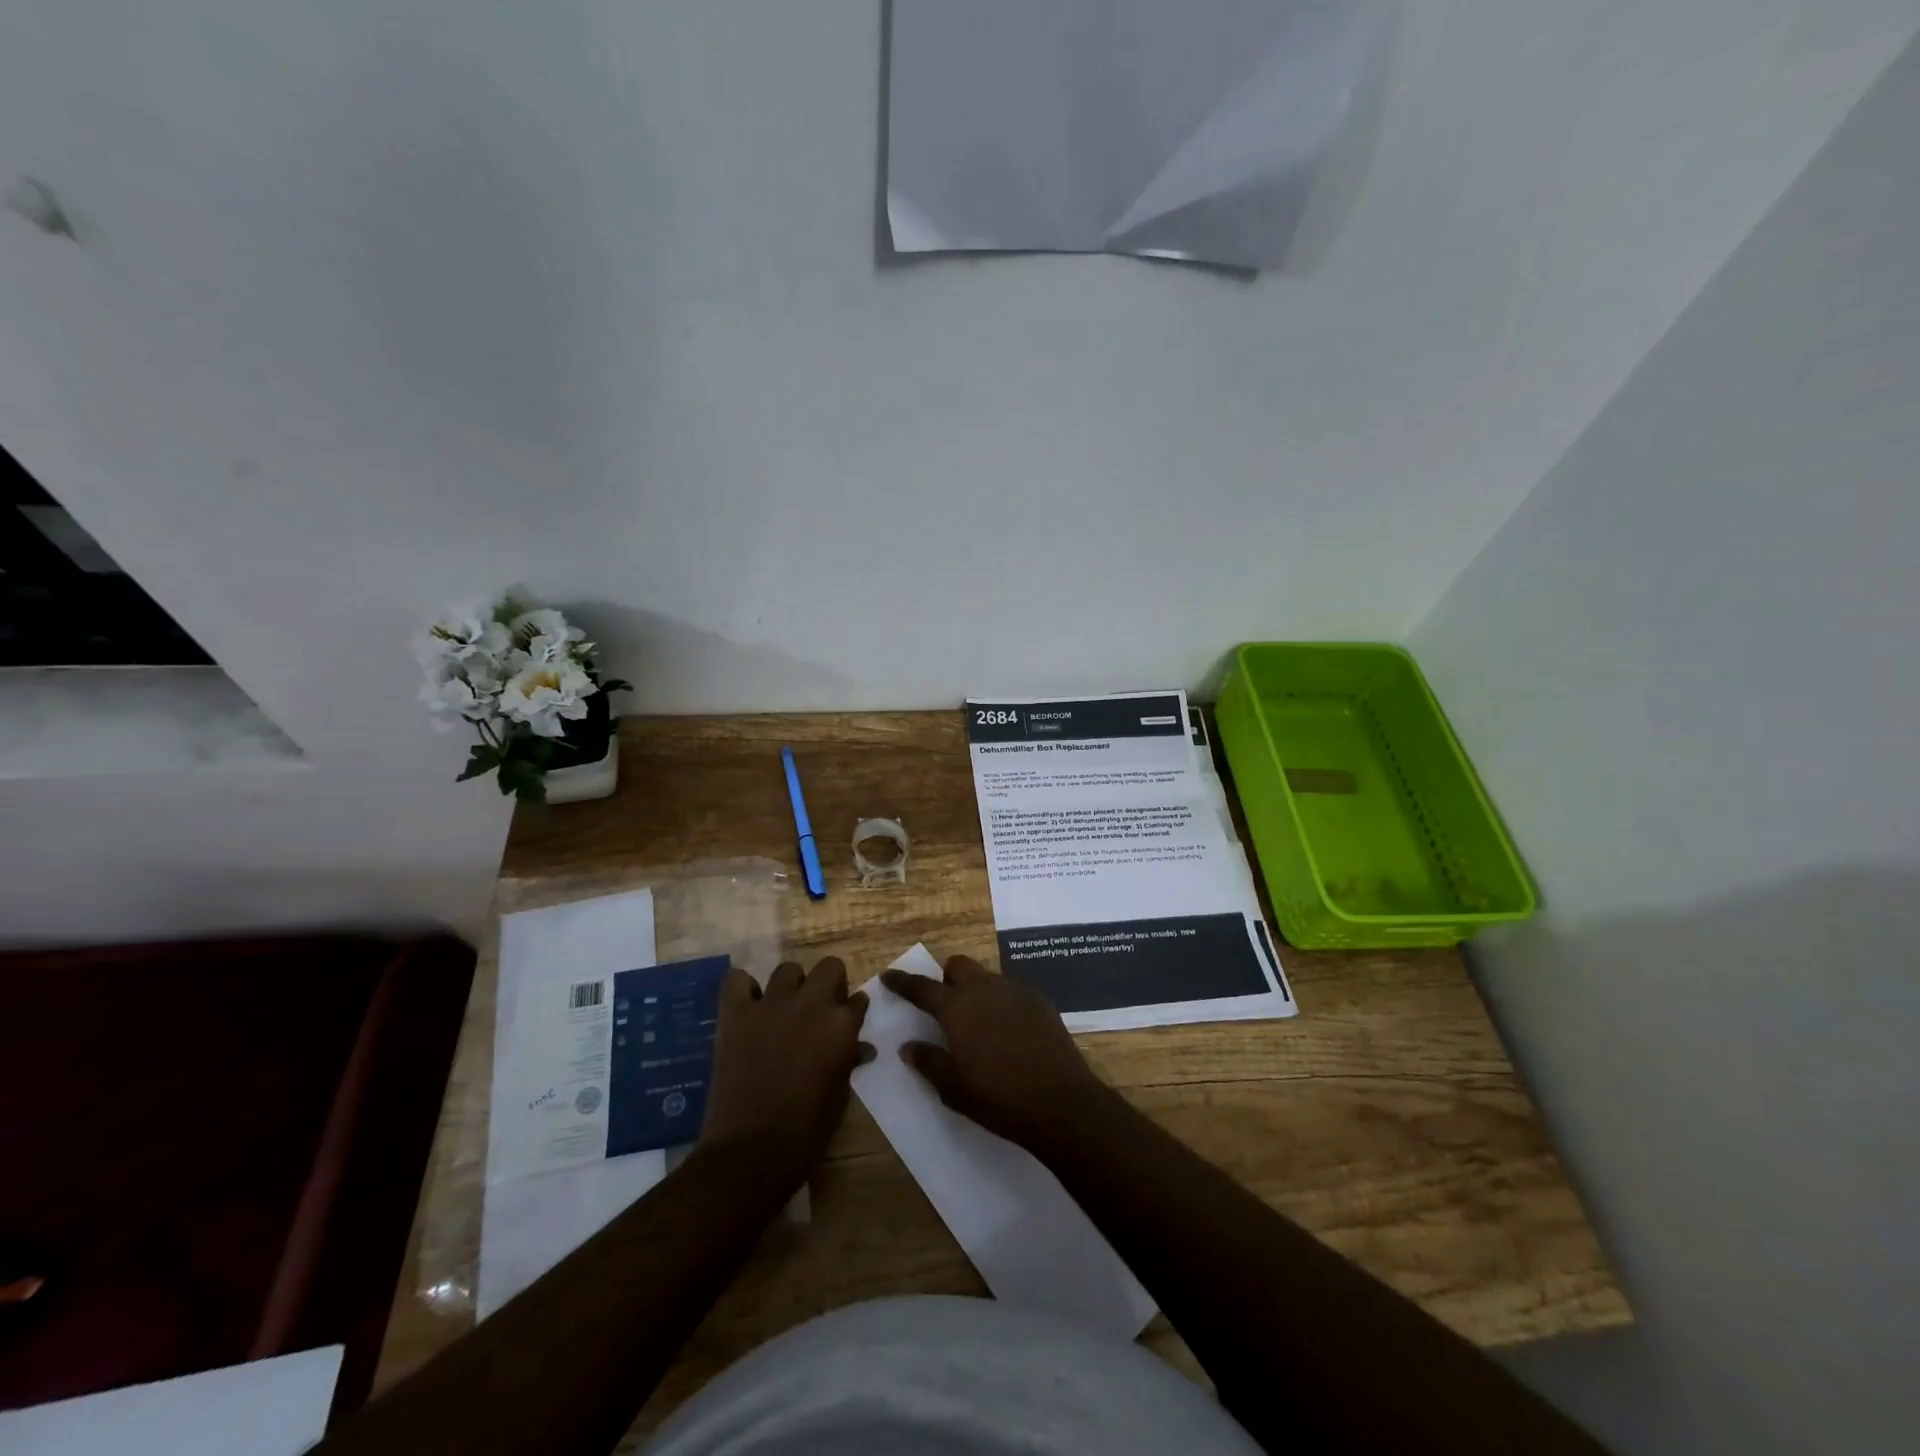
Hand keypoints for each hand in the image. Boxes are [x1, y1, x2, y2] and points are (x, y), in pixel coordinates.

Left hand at [699, 957, 871, 1187]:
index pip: (858, 1000)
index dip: (854, 1009)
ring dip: (791, 985)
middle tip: (821, 1008)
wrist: (750, 1151)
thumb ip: (848, 1061)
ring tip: (784, 1008)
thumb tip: (860, 1048)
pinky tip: (749, 1005)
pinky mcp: (737, 1014)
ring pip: (788, 969)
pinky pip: (738, 980)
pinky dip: (744, 988)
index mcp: (841, 1026)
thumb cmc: (805, 1131)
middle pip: (829, 967)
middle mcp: (811, 1004)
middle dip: (830, 983)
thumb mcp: (839, 1096)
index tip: (850, 1018)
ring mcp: (771, 1005)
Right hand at [880, 955, 1111, 1151]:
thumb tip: (909, 1046)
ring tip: (978, 1022)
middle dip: (947, 979)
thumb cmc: (999, 1098)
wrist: (1060, 1101)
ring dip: (976, 990)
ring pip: (986, 977)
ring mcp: (1015, 991)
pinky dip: (1001, 1003)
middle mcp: (984, 989)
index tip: (888, 975)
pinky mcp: (1040, 1001)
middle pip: (958, 966)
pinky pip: (1011, 991)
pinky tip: (1007, 1030)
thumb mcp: (954, 1089)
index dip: (903, 982)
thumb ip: (929, 1062)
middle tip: (944, 1006)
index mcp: (958, 1008)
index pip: (922, 988)